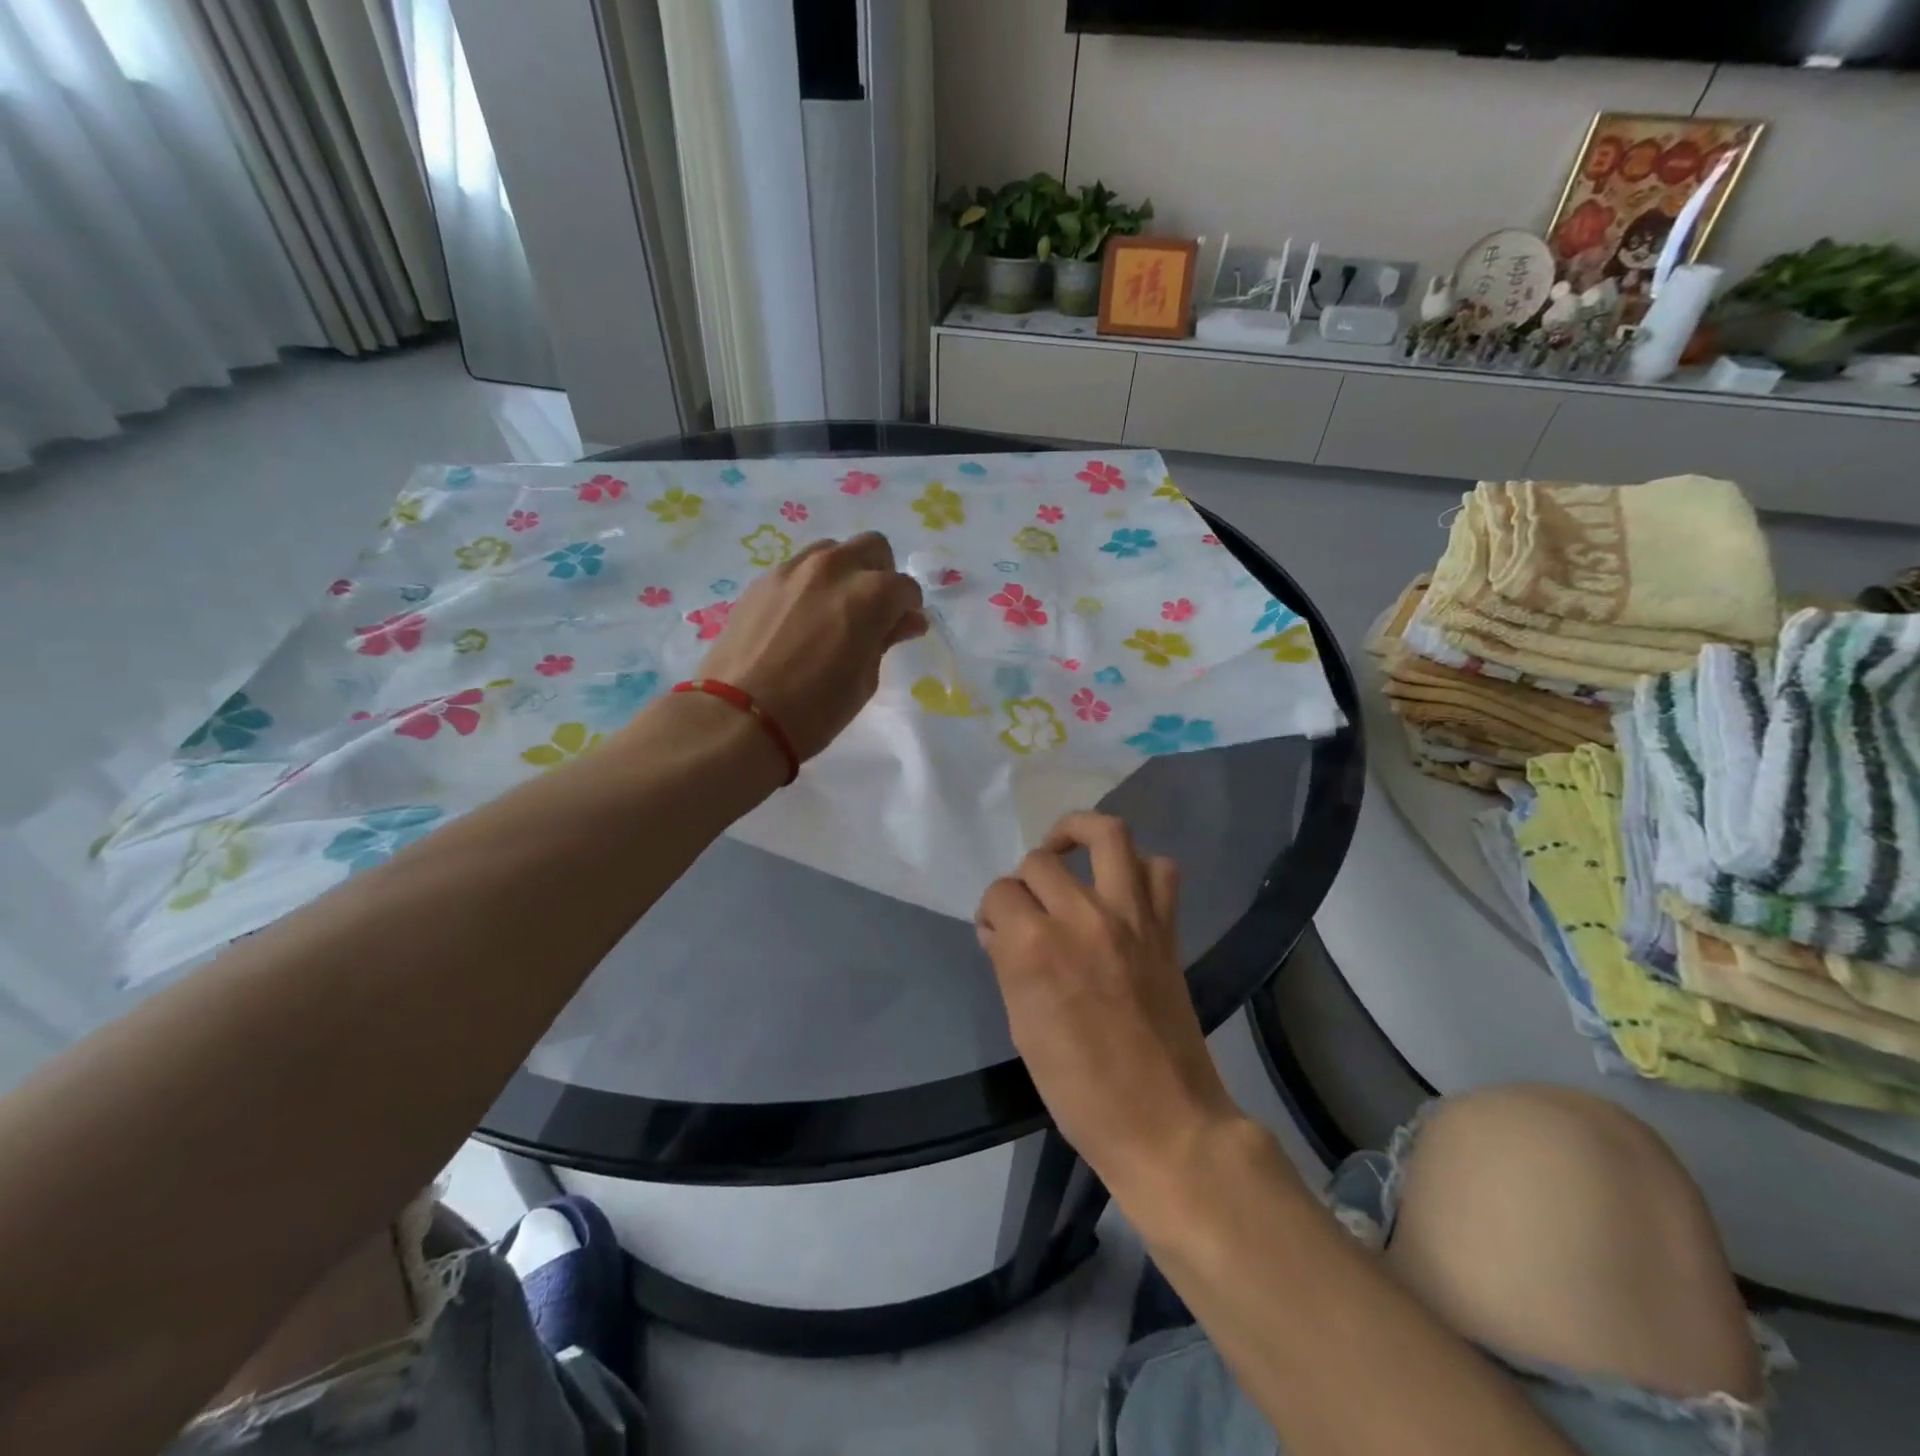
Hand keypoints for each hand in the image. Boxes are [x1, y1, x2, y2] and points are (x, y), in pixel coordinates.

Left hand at [694, 532, 926, 760]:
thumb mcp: (864, 680)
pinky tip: (800, 618)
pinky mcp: (762, 580)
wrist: (740, 717)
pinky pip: (798, 568)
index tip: (900, 629)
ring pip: (832, 550)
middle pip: (872, 547)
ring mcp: (793, 569)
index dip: (908, 609)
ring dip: (844, 572)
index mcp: (870, 594)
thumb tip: (908, 620)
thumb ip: (886, 639)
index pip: (905, 587)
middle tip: (873, 611)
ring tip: (833, 610)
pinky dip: (810, 584)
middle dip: (881, 574)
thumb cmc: (815, 709)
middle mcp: (834, 568)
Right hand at [975, 813, 1243, 1196]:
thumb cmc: (1078, 1090)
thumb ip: (1008, 964)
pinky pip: (1160, 870)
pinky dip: (1139, 868)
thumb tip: (1001, 930)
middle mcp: (1081, 916)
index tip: (996, 934)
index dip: (992, 912)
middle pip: (1039, 861)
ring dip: (1078, 832)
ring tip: (1066, 851)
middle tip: (1028, 911)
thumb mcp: (1022, 1027)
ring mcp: (1130, 916)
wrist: (1163, 1122)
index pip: (999, 894)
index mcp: (1034, 947)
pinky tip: (1120, 888)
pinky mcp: (1165, 928)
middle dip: (1023, 882)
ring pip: (1107, 833)